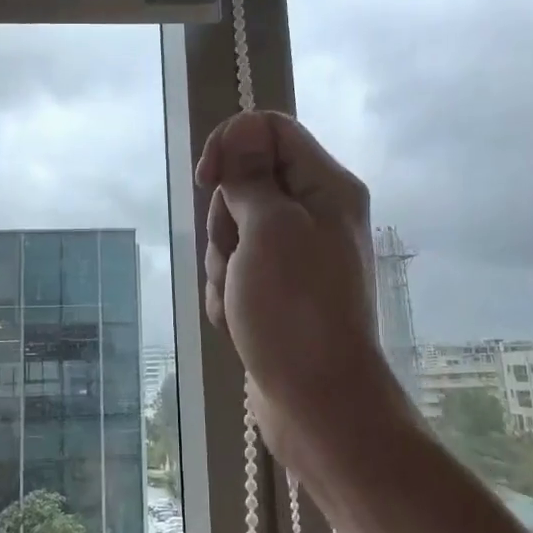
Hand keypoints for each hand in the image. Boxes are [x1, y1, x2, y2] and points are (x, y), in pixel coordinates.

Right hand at [197, 111, 385, 441]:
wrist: (318, 402)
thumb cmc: (295, 310)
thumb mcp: (269, 230)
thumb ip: (251, 177)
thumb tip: (242, 130)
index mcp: (325, 187)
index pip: (269, 130)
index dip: (230, 144)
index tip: (207, 181)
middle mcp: (314, 212)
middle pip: (246, 181)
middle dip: (224, 219)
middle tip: (236, 255)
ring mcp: (295, 253)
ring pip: (233, 228)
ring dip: (221, 261)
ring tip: (236, 296)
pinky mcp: (277, 288)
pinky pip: (236, 267)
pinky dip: (226, 290)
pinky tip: (234, 318)